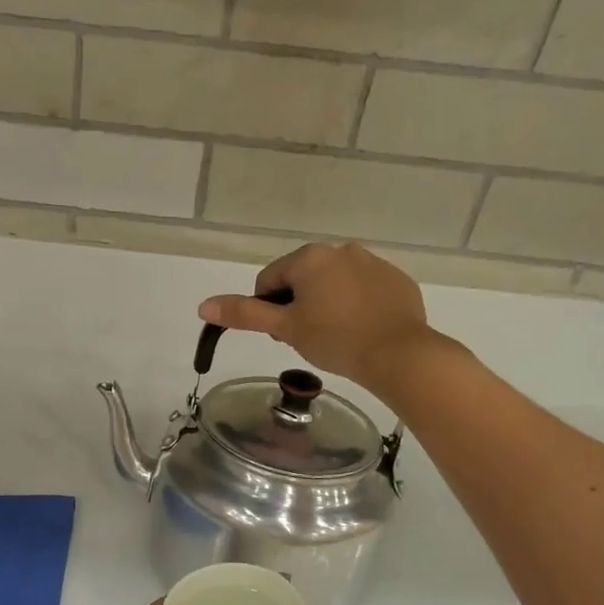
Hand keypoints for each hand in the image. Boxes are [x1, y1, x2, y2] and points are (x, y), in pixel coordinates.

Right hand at [198, 242, 442, 394]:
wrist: (399, 354)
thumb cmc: (335, 339)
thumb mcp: (285, 328)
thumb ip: (244, 315)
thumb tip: (204, 305)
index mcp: (309, 257)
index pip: (270, 281)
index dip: (270, 311)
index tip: (284, 335)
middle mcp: (341, 250)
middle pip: (303, 279)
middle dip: (299, 306)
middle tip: (309, 339)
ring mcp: (374, 262)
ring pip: (335, 283)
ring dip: (328, 304)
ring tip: (337, 337)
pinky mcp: (398, 280)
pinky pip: (366, 290)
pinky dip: (358, 306)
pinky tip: (363, 331)